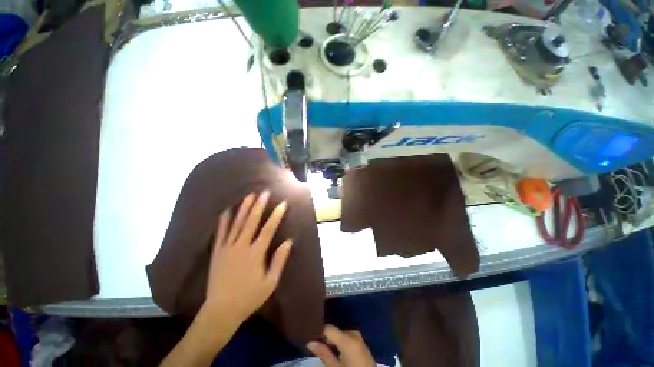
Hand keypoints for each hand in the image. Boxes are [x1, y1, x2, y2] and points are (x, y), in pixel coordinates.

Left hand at [203, 191, 291, 323]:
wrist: (221, 311)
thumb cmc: (249, 297)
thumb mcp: (270, 283)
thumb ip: (279, 260)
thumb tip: (288, 241)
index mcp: (256, 253)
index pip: (269, 229)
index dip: (276, 215)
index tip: (282, 204)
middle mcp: (242, 246)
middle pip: (252, 221)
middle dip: (259, 205)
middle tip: (264, 192)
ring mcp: (227, 248)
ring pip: (237, 223)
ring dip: (244, 208)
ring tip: (249, 195)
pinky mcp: (217, 252)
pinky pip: (221, 233)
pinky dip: (224, 221)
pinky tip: (227, 210)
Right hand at [307, 325, 375, 366]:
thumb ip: (323, 354)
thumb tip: (309, 342)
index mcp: (348, 338)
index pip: (328, 327)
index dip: (318, 330)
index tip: (309, 334)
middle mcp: (353, 332)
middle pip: (334, 330)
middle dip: (325, 336)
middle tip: (314, 342)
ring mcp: (358, 335)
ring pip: (339, 333)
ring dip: (332, 338)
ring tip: (323, 345)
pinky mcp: (360, 339)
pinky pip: (345, 336)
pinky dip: (339, 340)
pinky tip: (334, 347)